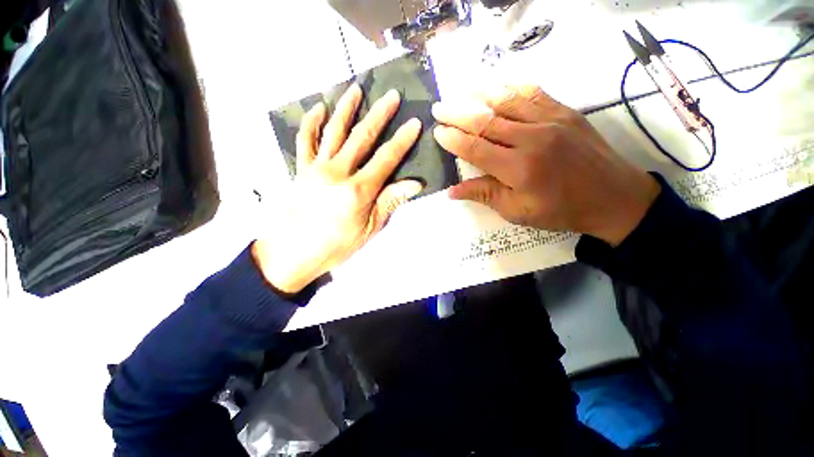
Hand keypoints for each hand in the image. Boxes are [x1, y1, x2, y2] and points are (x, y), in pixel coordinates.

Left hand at [254, 84, 422, 293]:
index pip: (386, 158)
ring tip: (355, 89)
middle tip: (391, 95)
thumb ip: (389, 203)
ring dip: (346, 108)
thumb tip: (413, 184)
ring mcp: (317, 167)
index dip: (403, 140)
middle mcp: (338, 172)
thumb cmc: (333, 247)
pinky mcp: (301, 168)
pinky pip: (305, 141)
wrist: (291, 254)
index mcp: (358, 191)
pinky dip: (311, 123)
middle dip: (379, 114)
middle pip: (362, 137)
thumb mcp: (368, 231)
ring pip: (334, 131)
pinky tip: (318, 108)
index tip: (415, 122)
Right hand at [432, 84, 659, 245]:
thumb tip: (452, 190)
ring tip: (462, 87)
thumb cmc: (567, 210)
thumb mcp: (525, 213)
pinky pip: (534, 92)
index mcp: (520, 170)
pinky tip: (500, 82)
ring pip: (507, 100)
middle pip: (485, 120)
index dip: (453, 139)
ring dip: (481, 92)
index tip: (438, 131)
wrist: (612, 196)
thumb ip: (489, 196)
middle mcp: (531, 139)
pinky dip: (513, 86)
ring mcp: (549, 121)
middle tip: (440, 106)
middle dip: (458, 112)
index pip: (475, 148)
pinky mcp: (565, 111)